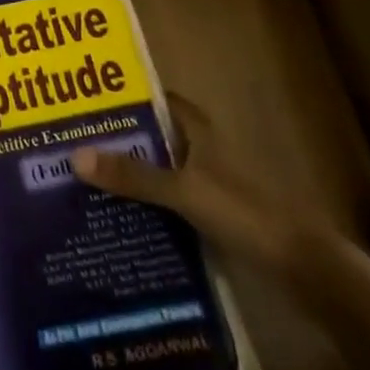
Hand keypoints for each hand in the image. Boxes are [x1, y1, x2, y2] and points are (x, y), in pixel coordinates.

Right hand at [71, 93, 336, 280]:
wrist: (302, 268)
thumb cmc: (245, 214)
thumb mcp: (184, 192)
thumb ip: (133, 176)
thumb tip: (75, 156)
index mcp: (196, 130)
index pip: (151, 101)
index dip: (119, 100)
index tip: (79, 105)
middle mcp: (198, 149)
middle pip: (148, 137)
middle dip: (114, 141)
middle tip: (66, 145)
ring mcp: (204, 183)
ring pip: (155, 171)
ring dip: (126, 176)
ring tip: (78, 181)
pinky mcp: (208, 215)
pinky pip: (164, 202)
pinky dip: (142, 205)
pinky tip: (113, 218)